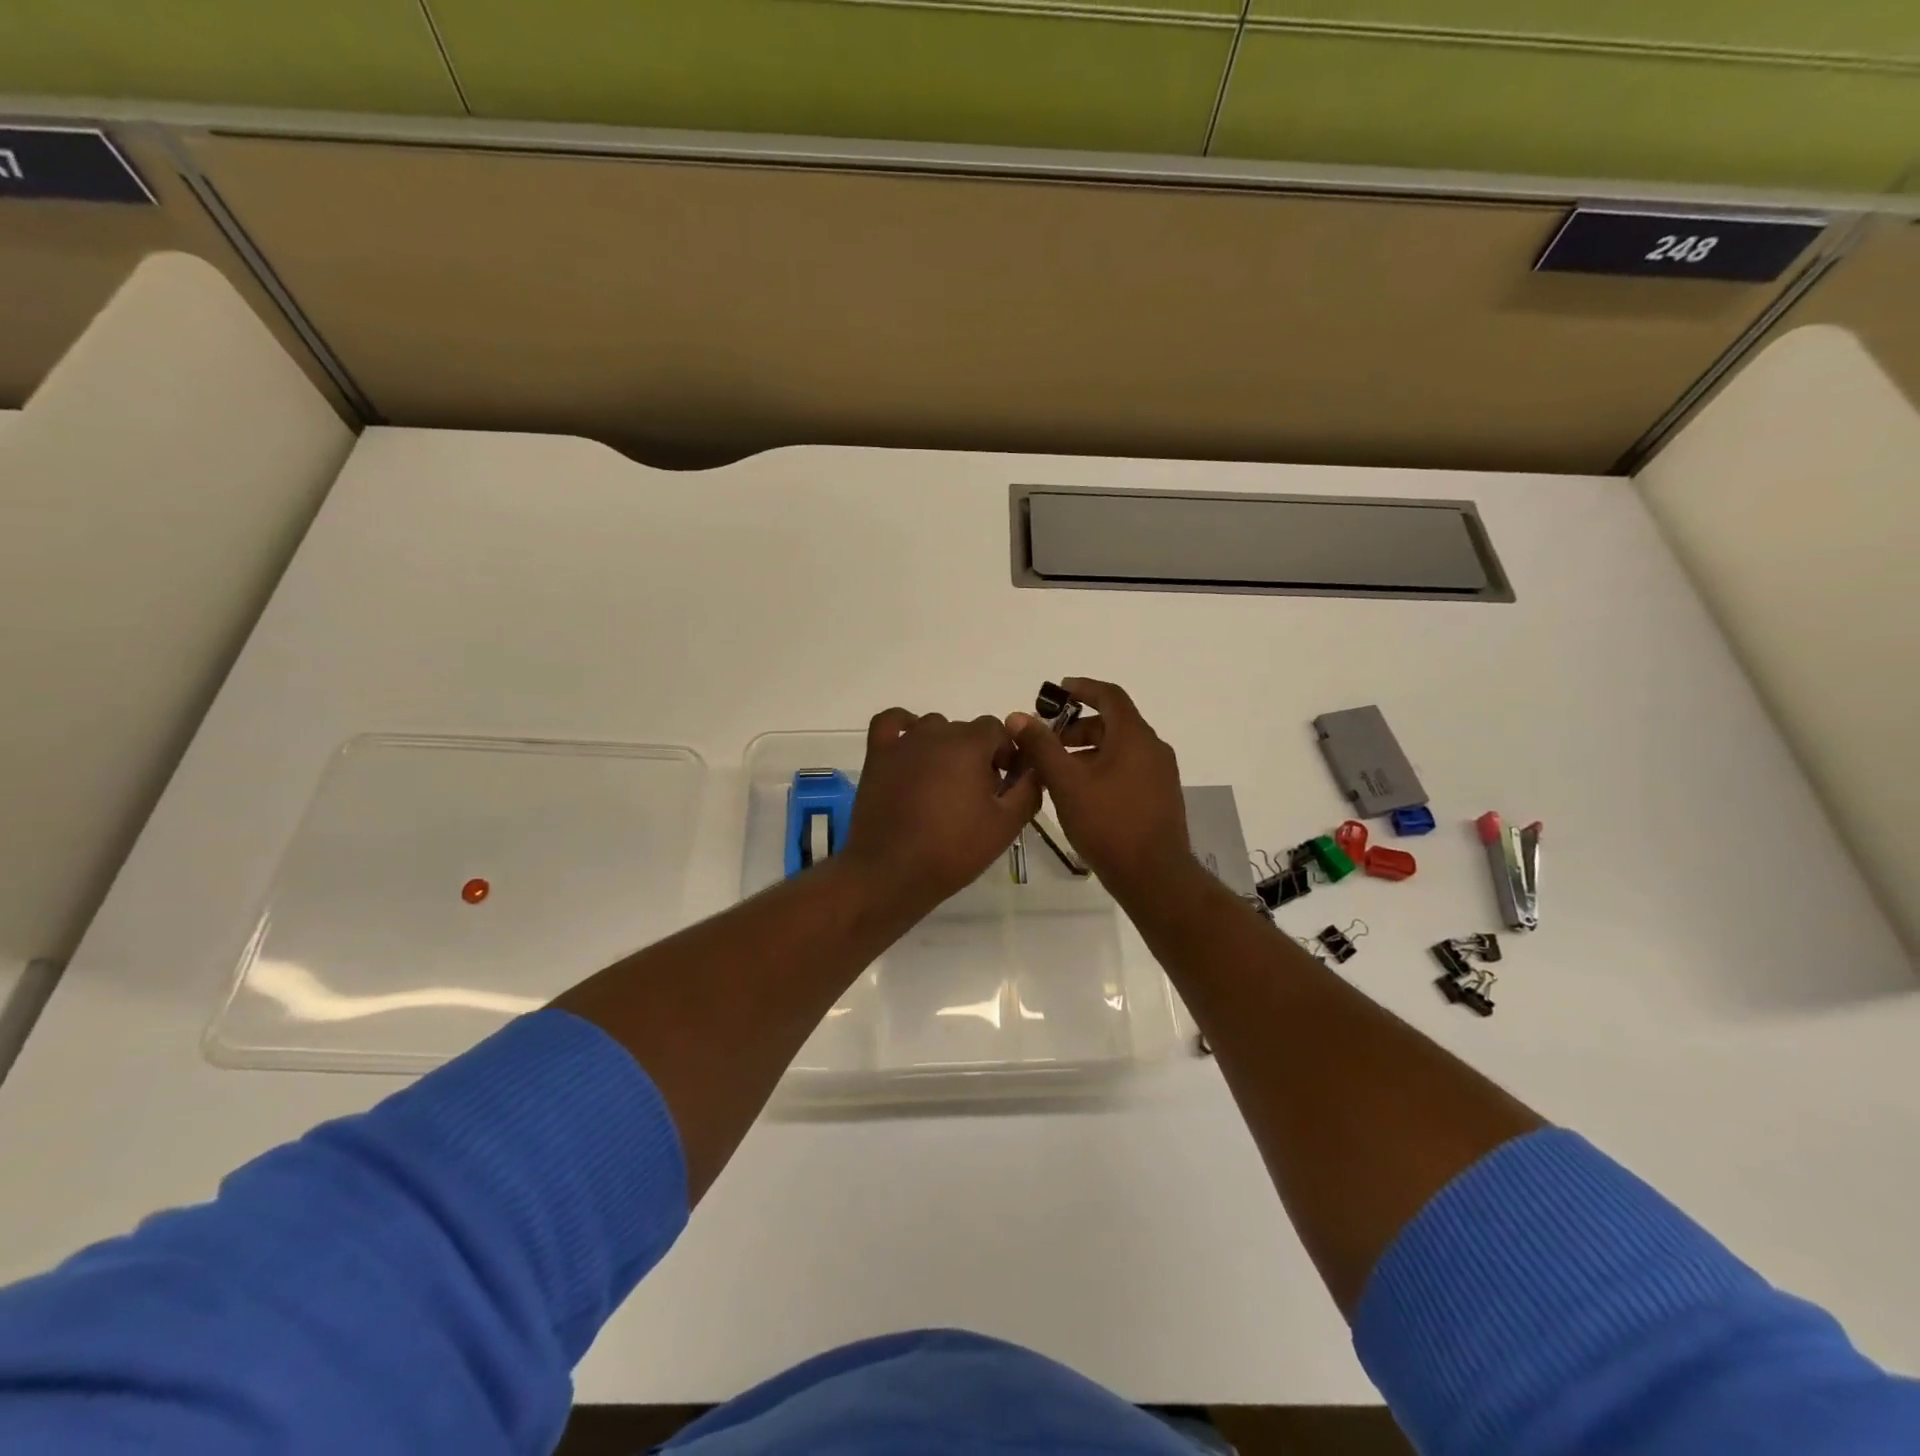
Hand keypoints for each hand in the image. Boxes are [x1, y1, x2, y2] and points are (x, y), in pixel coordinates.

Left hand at [841, 708, 1040, 909]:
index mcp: (970, 744)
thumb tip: (1035, 768)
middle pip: (966, 730)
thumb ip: (1028, 789)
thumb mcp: (1006, 825)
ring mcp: (903, 743)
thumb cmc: (953, 849)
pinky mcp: (877, 755)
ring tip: (946, 783)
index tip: (1005, 784)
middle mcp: (936, 733)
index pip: (998, 730)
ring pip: (932, 727)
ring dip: (945, 746)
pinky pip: (890, 722)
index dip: (1006, 753)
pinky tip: (911, 746)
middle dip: (978, 755)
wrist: (892, 872)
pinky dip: (903, 725)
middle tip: (978, 794)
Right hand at [1007, 677, 1194, 903]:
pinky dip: (1101, 769)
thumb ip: (1041, 747)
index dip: (1082, 688)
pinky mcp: (1159, 797)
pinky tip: (1079, 795)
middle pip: (1112, 723)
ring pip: (1118, 749)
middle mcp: (1152, 749)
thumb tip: (1018, 716)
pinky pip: (1127, 770)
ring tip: (1055, 774)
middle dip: (1076, 728)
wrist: (1153, 876)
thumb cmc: (1108, 823)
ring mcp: (1159, 775)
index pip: (1110, 695)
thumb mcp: (1066, 783)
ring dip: (1086, 752)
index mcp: (1134, 737)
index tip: (1056, 692)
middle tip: (1046, 744)